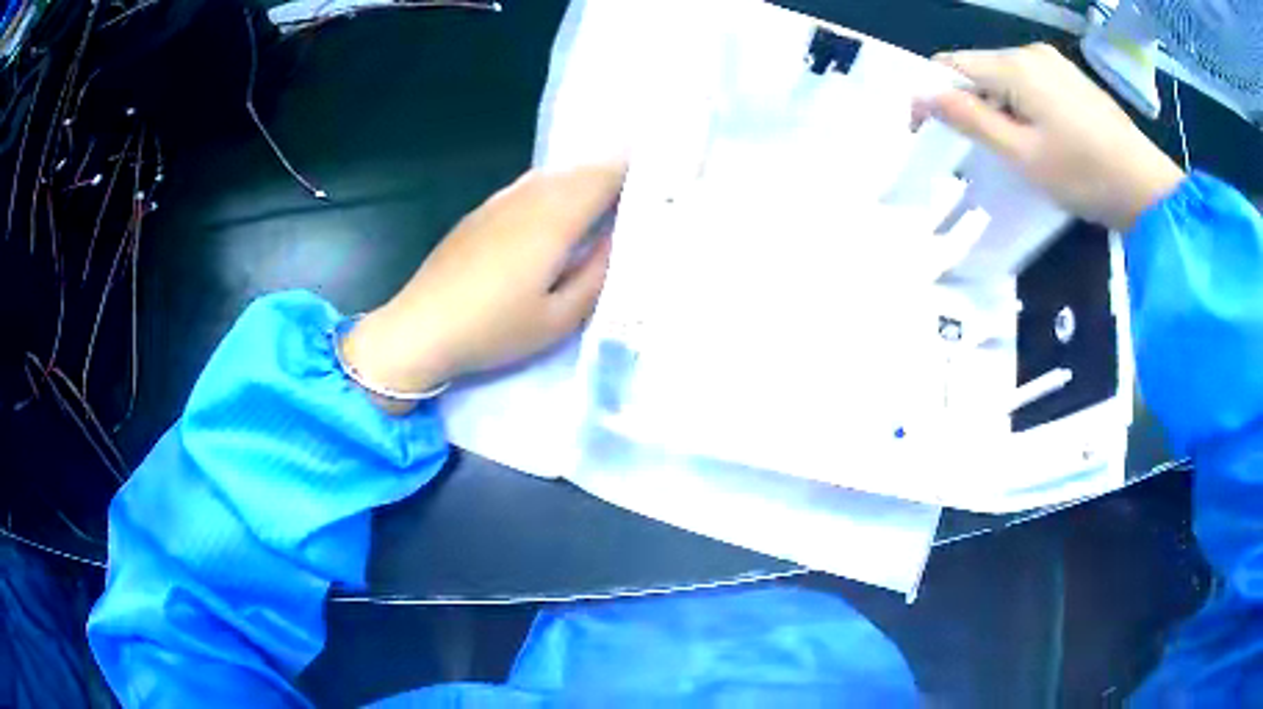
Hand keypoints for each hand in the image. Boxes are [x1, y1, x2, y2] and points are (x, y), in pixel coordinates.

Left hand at [342, 163, 625, 412]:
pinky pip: (531, 186)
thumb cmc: (493, 329)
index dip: (638, 170)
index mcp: (554, 217)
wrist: (420, 328)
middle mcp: (529, 195)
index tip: (665, 180)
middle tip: (645, 191)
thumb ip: (598, 273)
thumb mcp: (559, 316)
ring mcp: (501, 200)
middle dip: (617, 173)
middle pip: (582, 169)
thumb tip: (622, 238)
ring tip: (610, 201)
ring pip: (555, 175)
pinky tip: (559, 214)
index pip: (607, 175)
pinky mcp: (482, 211)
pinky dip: (557, 190)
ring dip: (585, 180)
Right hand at [916, 43, 1183, 232]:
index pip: (950, 65)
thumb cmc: (1086, 175)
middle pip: (978, 68)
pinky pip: (1028, 81)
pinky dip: (1018, 103)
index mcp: (1014, 66)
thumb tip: (925, 96)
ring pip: (1003, 76)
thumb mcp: (1024, 155)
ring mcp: (1054, 62)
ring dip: (993, 104)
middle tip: (970, 147)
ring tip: (1006, 145)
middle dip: (964, 101)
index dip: (930, 93)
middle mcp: (1030, 52)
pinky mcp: (1071, 77)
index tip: (924, 130)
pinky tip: (1034, 133)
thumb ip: (972, 120)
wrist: (1147, 187)